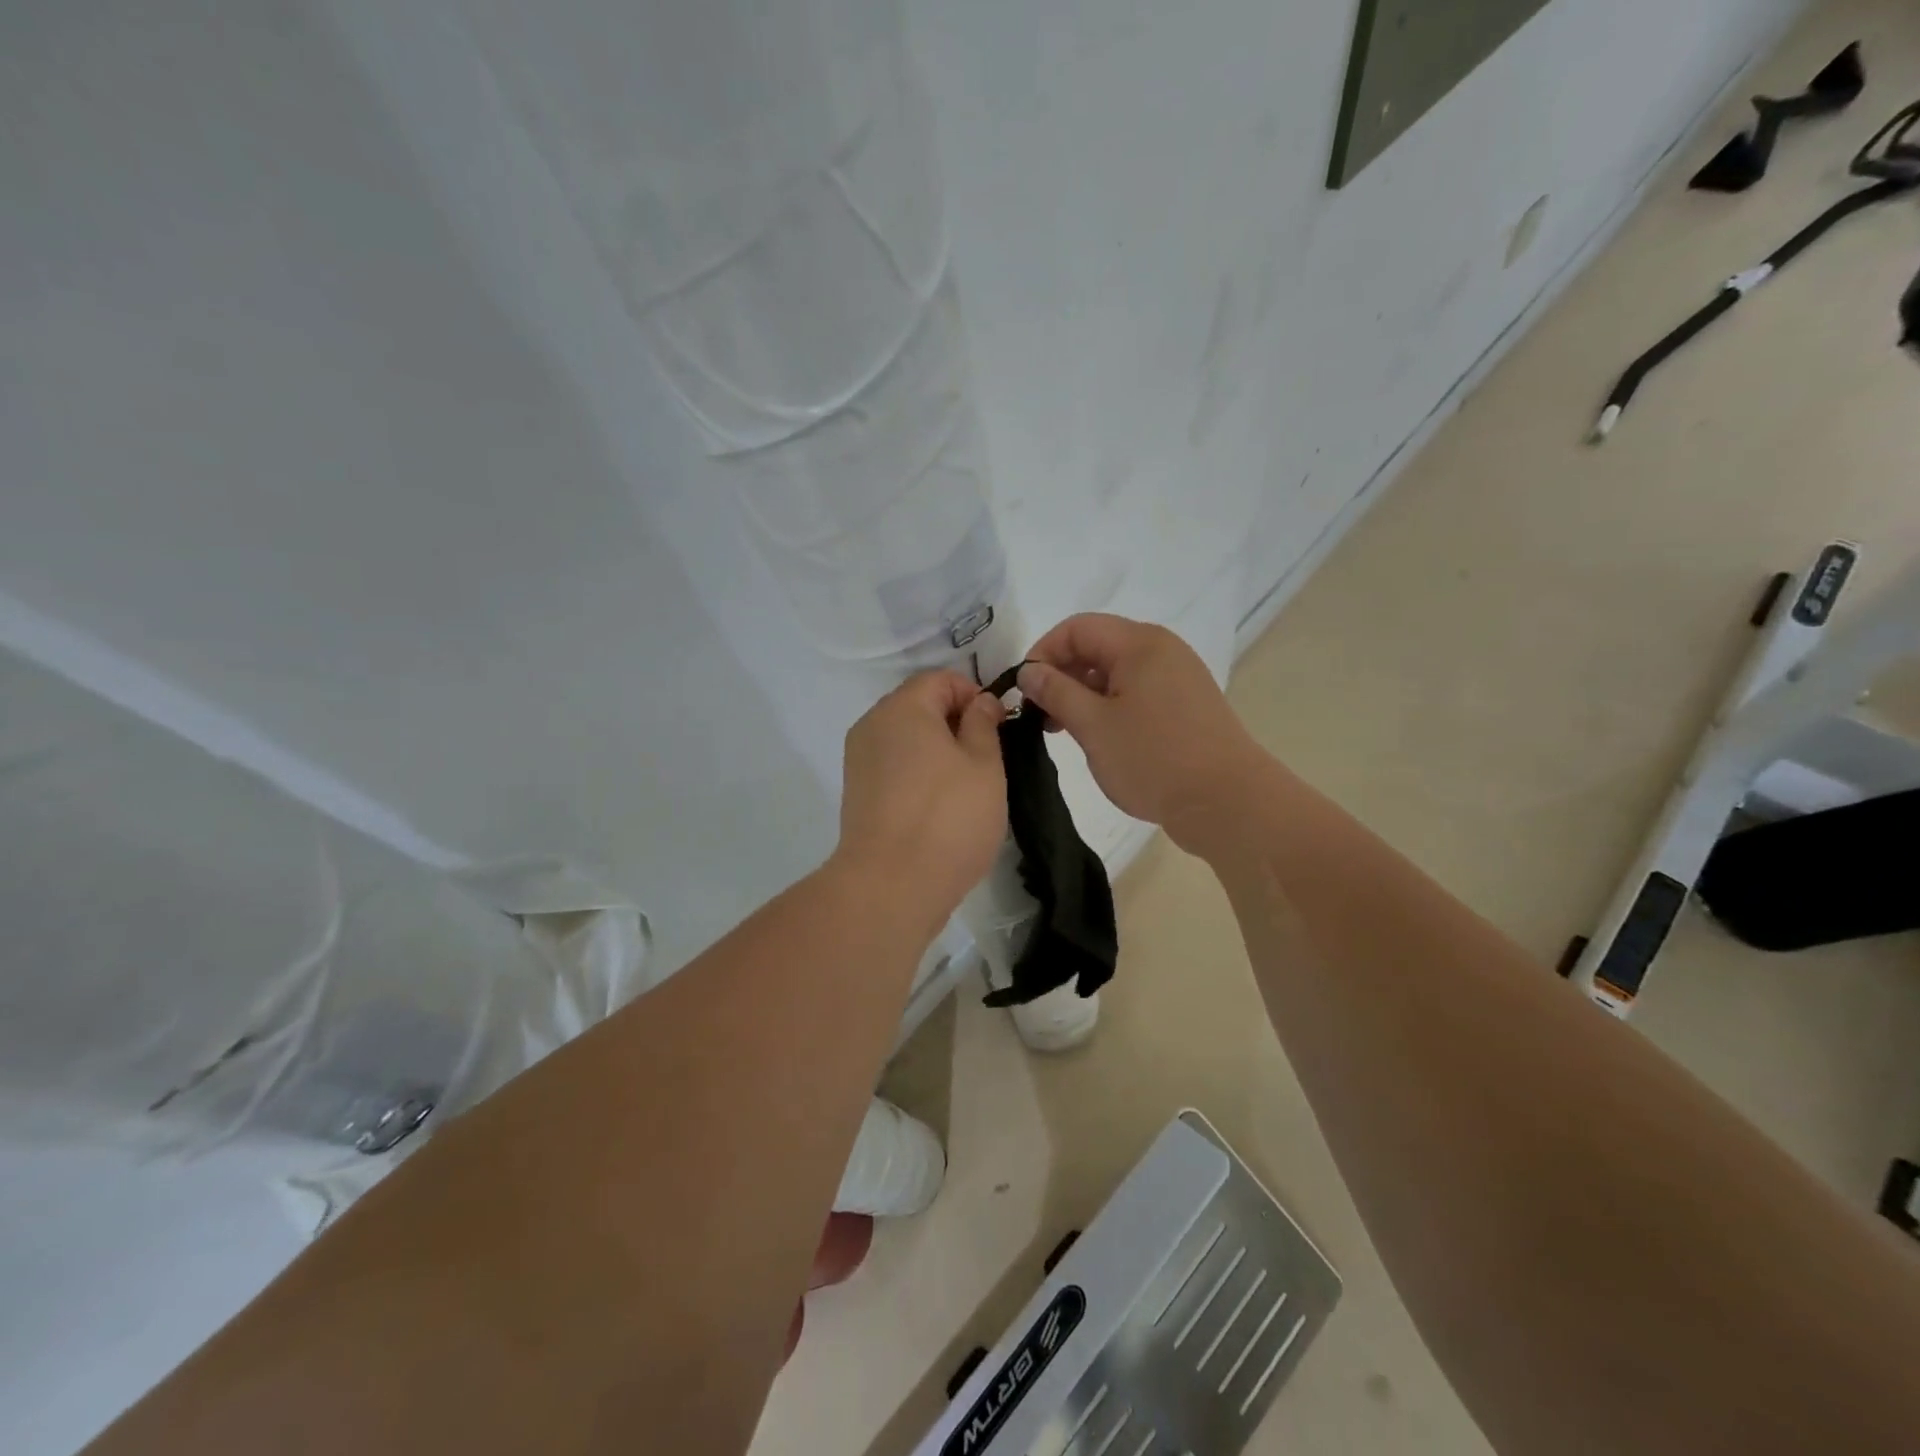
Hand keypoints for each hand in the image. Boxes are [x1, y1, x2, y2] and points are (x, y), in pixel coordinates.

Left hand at [834, 671, 1007, 924]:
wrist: (890, 886)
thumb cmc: (948, 818)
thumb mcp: (984, 765)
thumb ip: (983, 724)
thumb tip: (979, 703)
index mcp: (902, 708)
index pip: (941, 679)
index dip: (974, 695)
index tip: (999, 727)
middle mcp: (872, 725)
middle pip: (919, 706)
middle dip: (955, 722)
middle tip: (987, 758)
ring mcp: (859, 761)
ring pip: (906, 739)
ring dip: (937, 750)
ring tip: (966, 786)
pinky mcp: (857, 793)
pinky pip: (893, 766)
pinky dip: (918, 773)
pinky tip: (939, 806)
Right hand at [1018, 614, 1265, 857]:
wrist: (1227, 802)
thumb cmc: (1154, 758)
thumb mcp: (1093, 725)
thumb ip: (1056, 692)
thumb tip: (1029, 671)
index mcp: (1140, 643)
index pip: (1077, 628)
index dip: (1043, 652)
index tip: (1025, 690)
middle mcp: (1161, 650)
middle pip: (1098, 646)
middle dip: (1062, 674)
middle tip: (1040, 715)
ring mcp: (1177, 678)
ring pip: (1116, 672)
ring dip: (1083, 694)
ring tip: (1063, 730)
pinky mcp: (1184, 705)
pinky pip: (1136, 692)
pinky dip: (1108, 706)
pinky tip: (1097, 736)